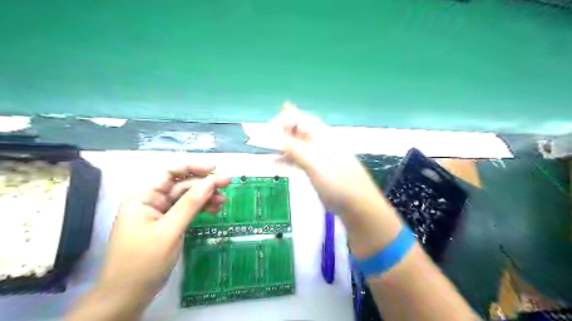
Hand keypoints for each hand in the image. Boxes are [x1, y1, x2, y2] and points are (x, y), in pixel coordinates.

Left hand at [98, 165, 229, 302]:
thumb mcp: (169, 230)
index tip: (214, 169)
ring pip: (187, 198)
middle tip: (228, 184)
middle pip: (181, 185)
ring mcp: (161, 214)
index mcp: (144, 197)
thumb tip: (211, 181)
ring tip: (224, 201)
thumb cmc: (143, 262)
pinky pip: (187, 211)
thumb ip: (190, 204)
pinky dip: (201, 209)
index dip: (192, 168)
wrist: (128, 297)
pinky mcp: (168, 225)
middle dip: (204, 184)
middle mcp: (152, 201)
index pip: (169, 173)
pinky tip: (215, 209)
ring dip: (206, 197)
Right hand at [275, 103, 386, 218]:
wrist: (359, 209)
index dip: (283, 121)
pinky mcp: (318, 169)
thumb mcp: (317, 166)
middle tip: (263, 141)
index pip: (300, 119)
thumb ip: (296, 150)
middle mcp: (321, 143)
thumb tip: (276, 134)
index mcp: (323, 137)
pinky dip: (287, 159)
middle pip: (297, 130)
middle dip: (280, 133)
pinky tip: (276, 164)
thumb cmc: (340, 186)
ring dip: (282, 146)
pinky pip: (299, 159)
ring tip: (266, 151)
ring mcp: (319, 156)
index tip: (267, 132)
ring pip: (297, 145)